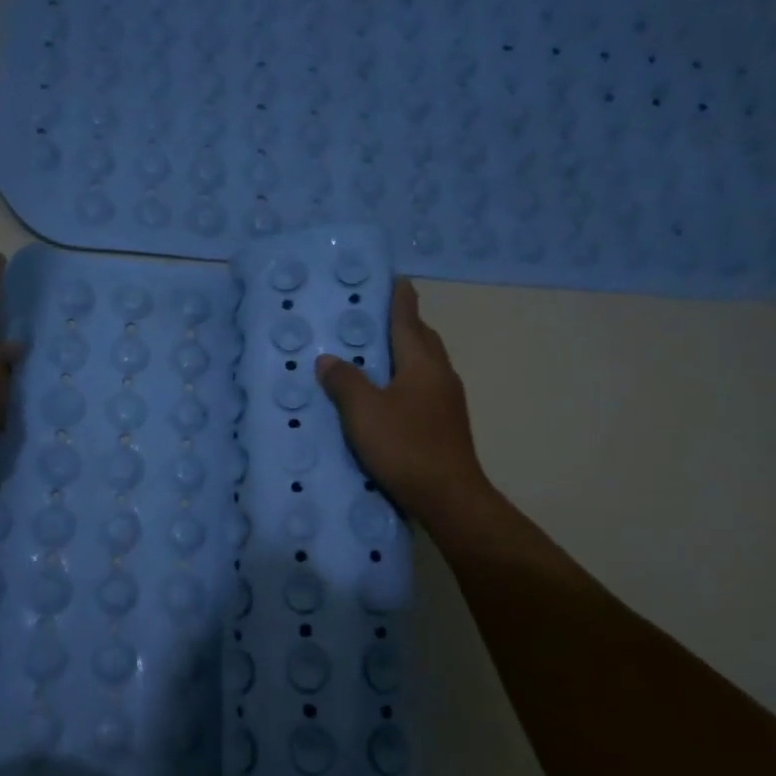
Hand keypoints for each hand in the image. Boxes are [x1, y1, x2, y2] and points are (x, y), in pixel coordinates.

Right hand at [316, 279, 487, 525]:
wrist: (448, 496)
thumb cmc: (405, 446)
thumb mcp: (363, 412)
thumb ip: (344, 382)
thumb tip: (328, 359)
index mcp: (422, 364)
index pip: (407, 321)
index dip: (400, 300)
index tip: (397, 280)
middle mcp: (440, 375)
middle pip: (423, 339)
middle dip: (406, 324)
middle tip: (381, 316)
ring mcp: (448, 401)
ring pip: (426, 365)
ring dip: (408, 353)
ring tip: (381, 354)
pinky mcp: (446, 424)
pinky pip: (425, 387)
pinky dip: (408, 378)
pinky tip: (392, 394)